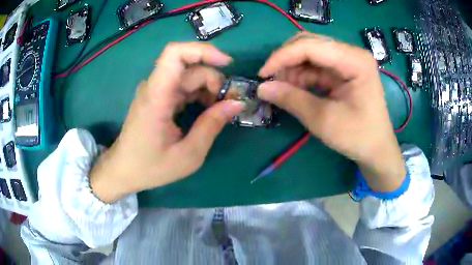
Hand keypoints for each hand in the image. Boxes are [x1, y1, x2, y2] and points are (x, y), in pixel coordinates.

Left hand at [90, 43, 244, 202]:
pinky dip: (199, 94)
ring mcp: (155, 91)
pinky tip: (206, 111)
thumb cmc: (151, 167)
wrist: (124, 170)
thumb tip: (236, 103)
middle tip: (228, 105)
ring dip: (208, 88)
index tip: (227, 64)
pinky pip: (182, 86)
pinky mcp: (157, 97)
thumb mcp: (188, 155)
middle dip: (214, 80)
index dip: (203, 51)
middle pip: (189, 68)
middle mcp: (154, 87)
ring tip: (219, 111)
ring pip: (188, 76)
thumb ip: (212, 125)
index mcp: (157, 97)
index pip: (175, 53)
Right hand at [258, 32, 405, 191]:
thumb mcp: (324, 120)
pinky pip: (315, 67)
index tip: (262, 75)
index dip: (282, 57)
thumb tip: (262, 88)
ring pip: (310, 54)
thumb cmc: (358, 137)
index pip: (311, 46)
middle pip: (309, 44)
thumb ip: (292, 100)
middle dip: (286, 60)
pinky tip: (292, 88)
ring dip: (292, 69)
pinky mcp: (343, 72)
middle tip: (270, 81)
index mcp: (354, 60)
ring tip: (280, 88)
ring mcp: (347, 62)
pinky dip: (300, 76)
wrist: (377, 150)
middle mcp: (351, 54)